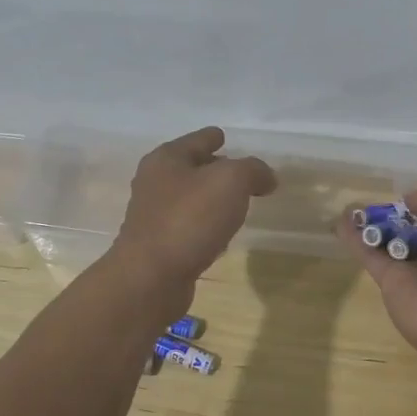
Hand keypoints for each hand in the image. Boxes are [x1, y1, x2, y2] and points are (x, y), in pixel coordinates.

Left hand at [112, 128, 276, 290]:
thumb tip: (266, 178)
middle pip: (190, 167)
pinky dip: (204, 227)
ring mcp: (153, 215)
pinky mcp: (157, 245)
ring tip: (236, 205)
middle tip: (241, 176)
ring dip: (210, 200)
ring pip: (189, 199)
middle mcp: (155, 182)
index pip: (197, 139)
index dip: (213, 137)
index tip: (224, 137)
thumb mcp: (231, 181)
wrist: (150, 277)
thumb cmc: (189, 219)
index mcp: (167, 158)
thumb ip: (253, 170)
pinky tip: (220, 237)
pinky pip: (188, 227)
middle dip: (215, 169)